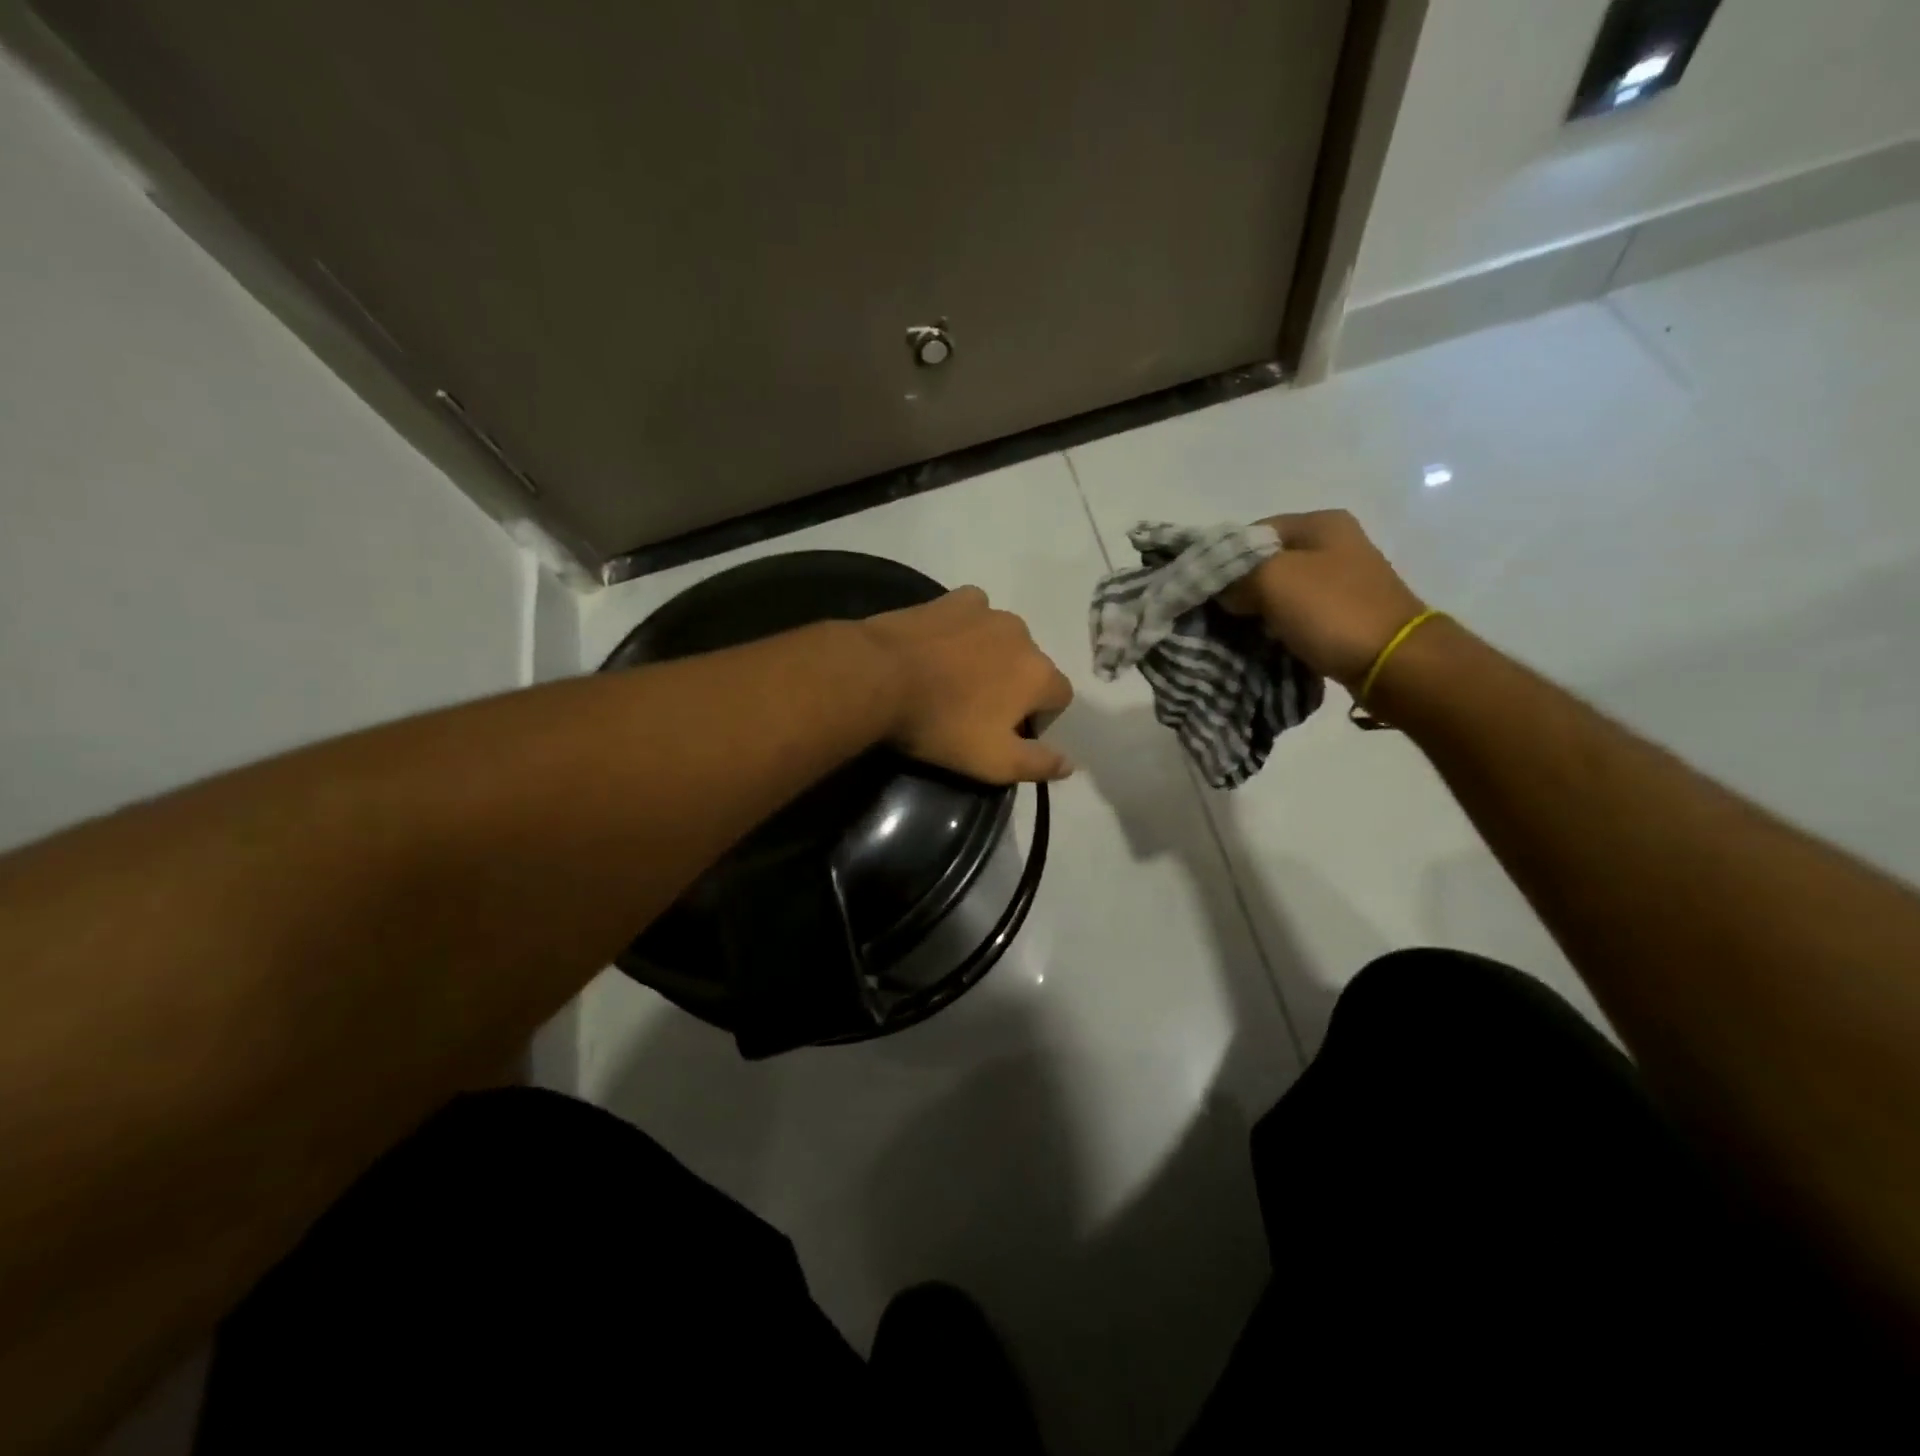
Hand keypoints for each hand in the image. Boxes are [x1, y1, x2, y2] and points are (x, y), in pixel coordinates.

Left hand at [864, 587, 1074, 783]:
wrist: (879, 676)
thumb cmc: (942, 724)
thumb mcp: (993, 762)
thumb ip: (1038, 764)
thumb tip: (1070, 763)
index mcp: (1040, 674)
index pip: (1060, 698)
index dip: (1040, 718)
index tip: (1008, 733)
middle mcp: (1024, 635)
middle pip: (1031, 666)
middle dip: (1015, 686)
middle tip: (977, 709)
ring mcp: (988, 611)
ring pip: (1004, 639)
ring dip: (991, 656)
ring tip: (956, 677)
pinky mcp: (954, 599)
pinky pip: (974, 613)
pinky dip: (967, 628)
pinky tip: (943, 645)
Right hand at [1218, 510, 1425, 689]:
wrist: (1394, 661)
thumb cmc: (1332, 610)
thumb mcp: (1272, 580)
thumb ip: (1235, 576)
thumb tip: (1221, 590)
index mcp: (1320, 523)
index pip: (1250, 533)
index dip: (1222, 559)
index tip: (1205, 589)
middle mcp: (1334, 544)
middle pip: (1266, 562)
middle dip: (1239, 588)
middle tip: (1216, 613)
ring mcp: (1342, 581)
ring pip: (1280, 591)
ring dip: (1256, 611)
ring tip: (1235, 631)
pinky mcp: (1344, 614)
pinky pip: (1296, 615)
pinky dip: (1277, 627)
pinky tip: (1263, 642)